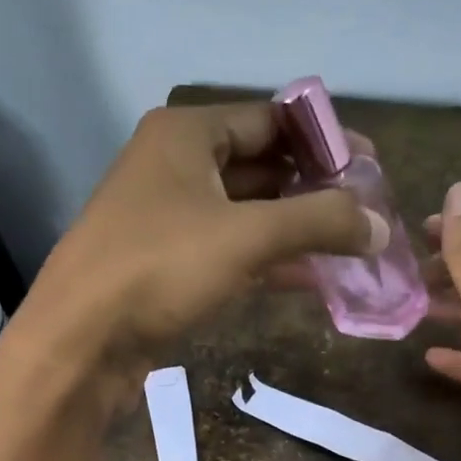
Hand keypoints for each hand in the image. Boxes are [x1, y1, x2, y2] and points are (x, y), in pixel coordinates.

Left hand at [11, 103, 385, 386]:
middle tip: (367, 211)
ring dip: (295, 229)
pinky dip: (268, 262)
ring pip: (247, 214)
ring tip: (351, 247)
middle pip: (261, 166)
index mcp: (186, 134)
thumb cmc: (159, 267)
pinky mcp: (168, 265)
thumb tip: (379, 226)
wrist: (80, 341)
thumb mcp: (246, 237)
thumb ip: (318, 223)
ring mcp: (169, 218)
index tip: (370, 165)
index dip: (324, 139)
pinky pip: (230, 251)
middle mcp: (176, 166)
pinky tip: (311, 278)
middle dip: (314, 189)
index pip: (271, 119)